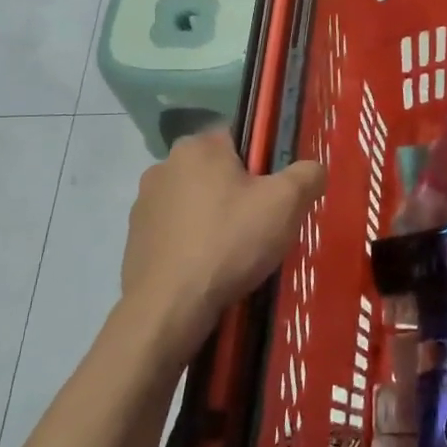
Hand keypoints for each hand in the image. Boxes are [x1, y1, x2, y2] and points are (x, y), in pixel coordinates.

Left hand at [120, 131, 324, 364]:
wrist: (169, 308)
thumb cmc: (229, 242)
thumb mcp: (286, 203)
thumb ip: (308, 175)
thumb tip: (312, 169)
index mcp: (198, 147)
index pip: (240, 138)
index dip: (264, 163)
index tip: (276, 194)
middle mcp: (164, 165)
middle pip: (218, 171)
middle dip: (240, 192)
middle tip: (263, 225)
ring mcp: (144, 204)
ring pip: (196, 201)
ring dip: (215, 217)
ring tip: (237, 252)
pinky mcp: (134, 239)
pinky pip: (177, 231)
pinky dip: (194, 243)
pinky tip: (209, 268)